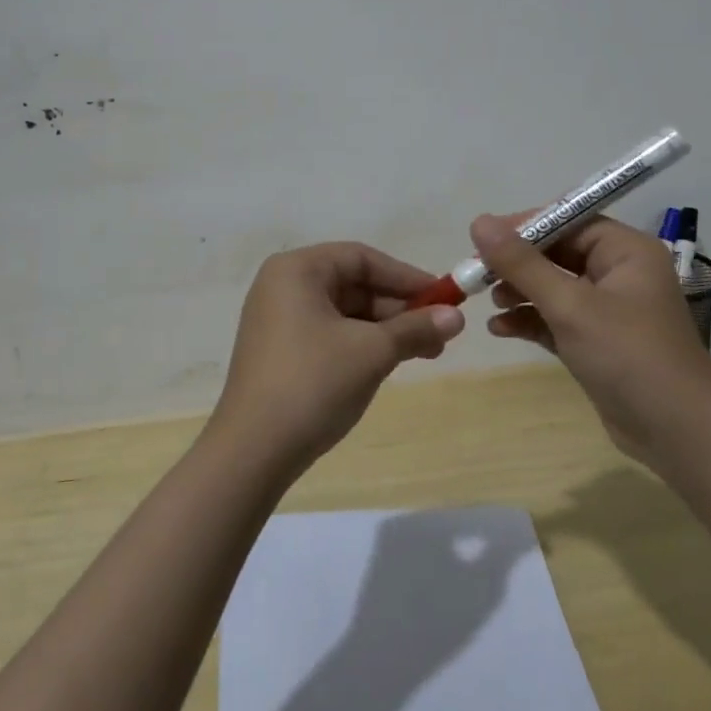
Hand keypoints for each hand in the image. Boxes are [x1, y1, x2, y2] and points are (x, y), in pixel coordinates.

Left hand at [211, 243, 465, 481]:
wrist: (252, 451)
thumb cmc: (313, 384)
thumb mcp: (372, 352)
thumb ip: (415, 328)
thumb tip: (457, 317)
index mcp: (296, 270)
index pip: (361, 258)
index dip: (406, 277)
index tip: (444, 298)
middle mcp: (282, 285)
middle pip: (352, 284)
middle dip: (399, 308)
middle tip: (440, 332)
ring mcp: (277, 319)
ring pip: (344, 312)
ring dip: (384, 329)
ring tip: (425, 352)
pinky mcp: (279, 350)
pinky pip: (329, 333)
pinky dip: (361, 344)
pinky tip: (389, 363)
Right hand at [470, 213, 710, 471]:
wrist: (678, 435)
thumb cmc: (629, 356)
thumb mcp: (570, 305)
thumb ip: (522, 263)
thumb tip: (479, 221)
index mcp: (625, 251)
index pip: (568, 221)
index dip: (525, 227)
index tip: (483, 239)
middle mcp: (619, 272)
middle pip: (557, 253)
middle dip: (517, 265)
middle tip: (478, 274)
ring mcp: (609, 309)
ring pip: (553, 286)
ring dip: (520, 292)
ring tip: (491, 302)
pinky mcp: (597, 341)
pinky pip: (556, 318)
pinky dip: (530, 320)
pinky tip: (500, 328)